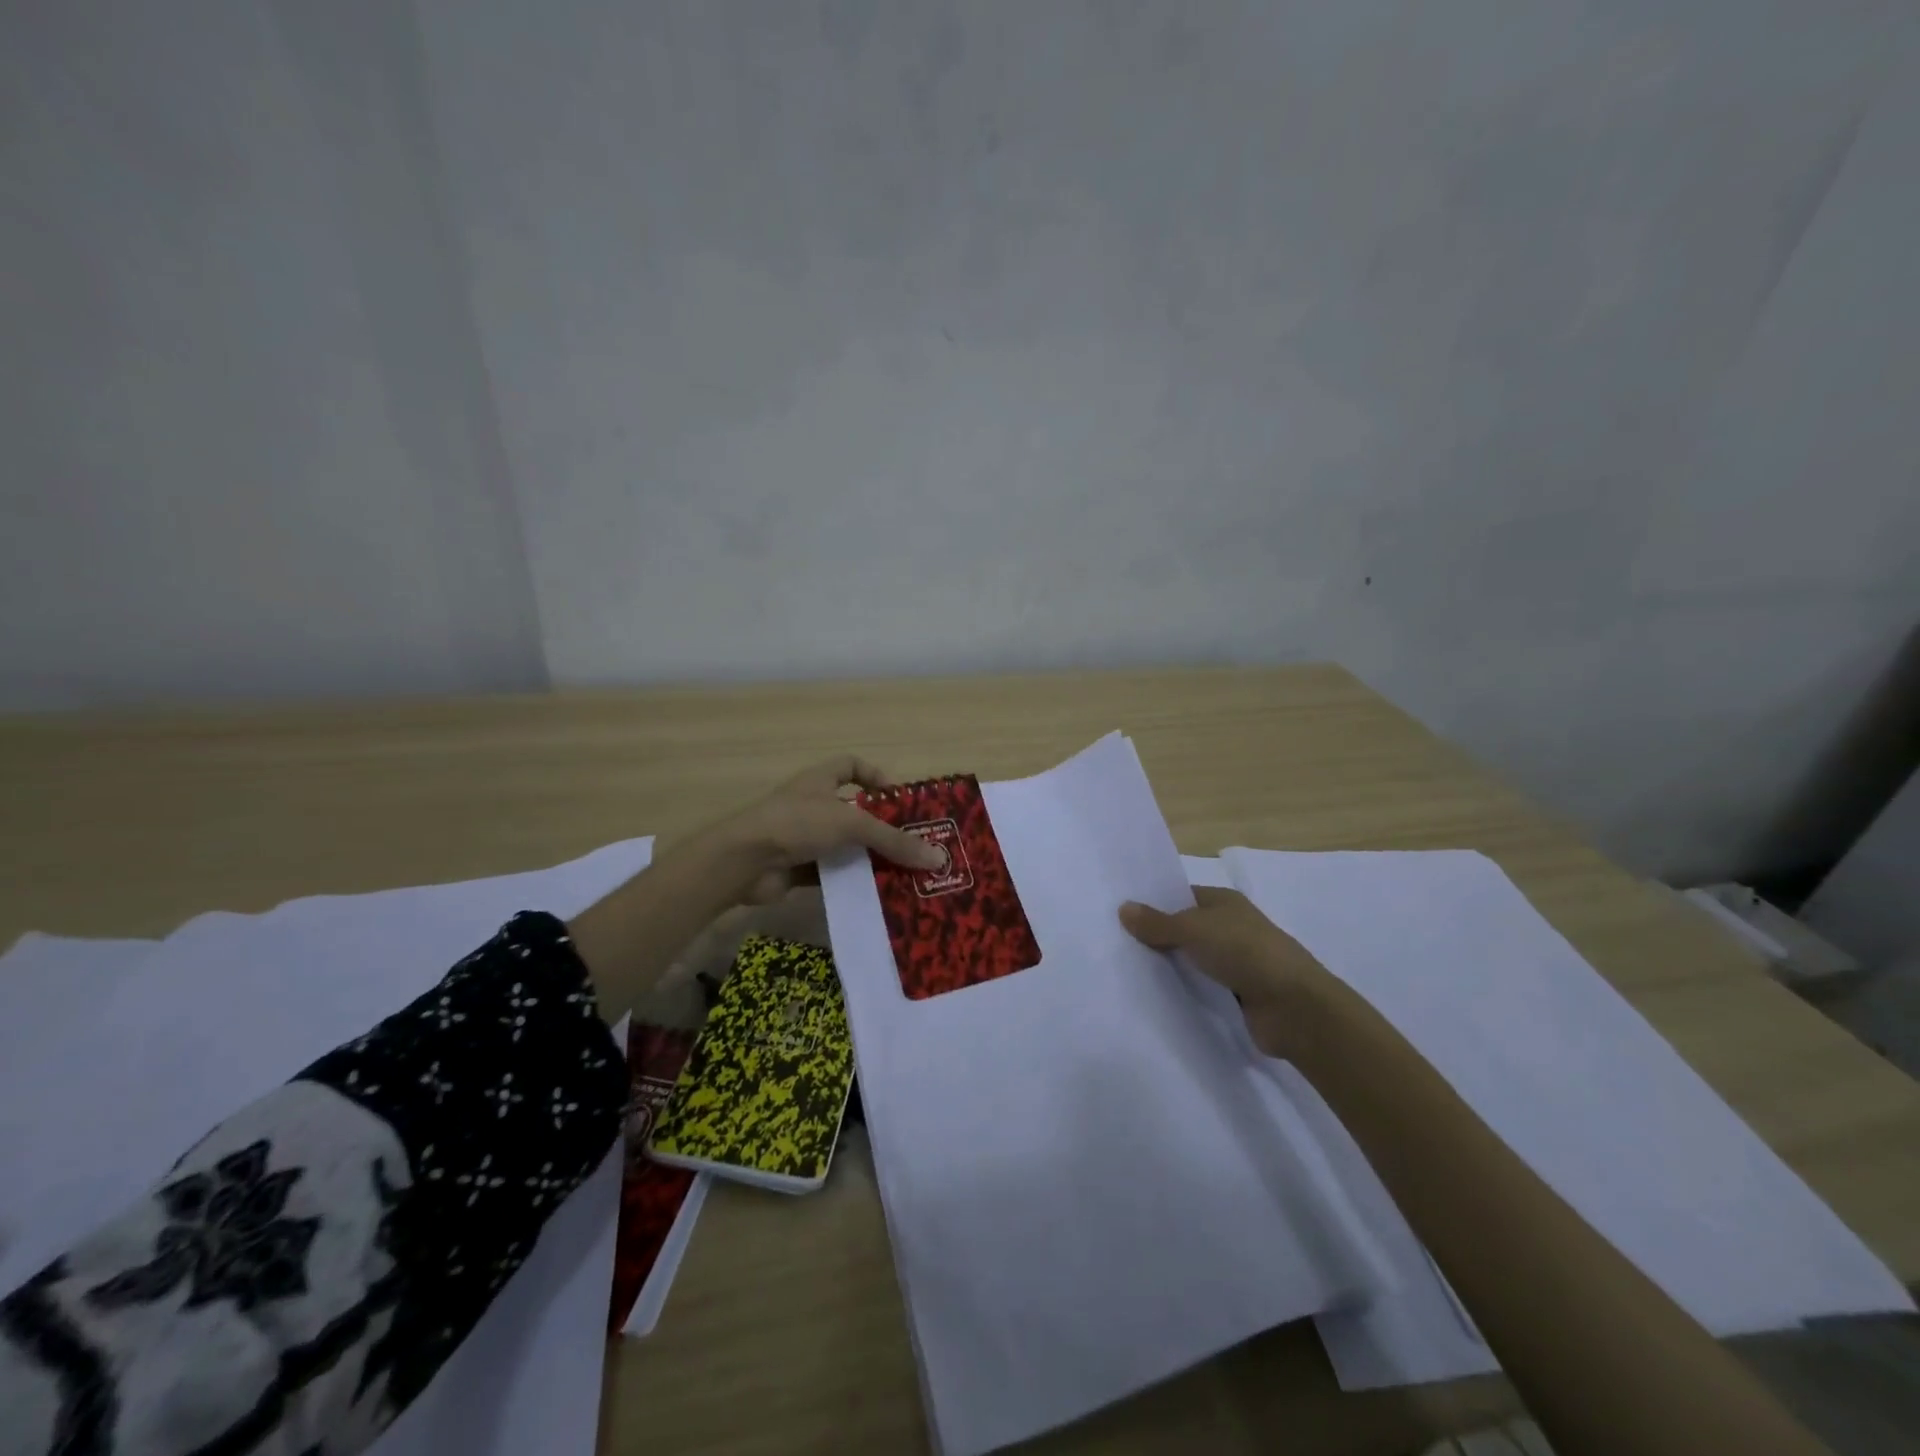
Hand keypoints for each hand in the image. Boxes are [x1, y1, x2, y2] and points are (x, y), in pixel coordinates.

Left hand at [680, 756, 945, 905]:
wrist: (744, 861)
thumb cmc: (797, 823)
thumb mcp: (851, 825)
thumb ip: (893, 840)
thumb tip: (938, 858)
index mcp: (820, 781)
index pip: (851, 766)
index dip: (875, 775)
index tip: (898, 798)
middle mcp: (812, 805)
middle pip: (854, 812)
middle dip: (881, 828)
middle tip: (913, 845)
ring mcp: (803, 837)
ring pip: (844, 846)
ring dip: (868, 858)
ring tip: (902, 874)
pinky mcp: (798, 868)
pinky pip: (832, 873)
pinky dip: (850, 881)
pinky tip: (875, 894)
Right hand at [1119, 887, 1343, 1058]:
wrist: (1294, 1008)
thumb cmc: (1245, 952)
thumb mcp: (1194, 929)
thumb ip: (1157, 922)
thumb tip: (1123, 907)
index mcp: (1224, 902)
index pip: (1181, 896)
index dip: (1152, 903)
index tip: (1118, 913)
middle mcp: (1230, 928)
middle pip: (1184, 930)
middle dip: (1155, 937)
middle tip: (1112, 944)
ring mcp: (1235, 963)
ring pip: (1191, 961)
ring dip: (1168, 967)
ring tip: (1124, 972)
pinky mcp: (1236, 996)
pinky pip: (1201, 989)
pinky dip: (1183, 992)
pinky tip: (1153, 998)